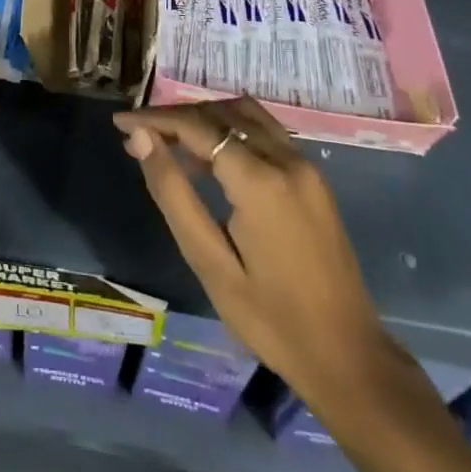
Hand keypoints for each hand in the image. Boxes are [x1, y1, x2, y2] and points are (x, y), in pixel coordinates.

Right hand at [111, 99, 389, 404]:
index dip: (154, 119)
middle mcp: (286, 160)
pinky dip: (231, 129)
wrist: (349, 358)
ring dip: (204, 117)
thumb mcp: (209, 261)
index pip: (196, 127)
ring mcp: (306, 167)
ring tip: (167, 139)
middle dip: (175, 116)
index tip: (120, 122)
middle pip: (220, 113)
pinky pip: (265, 132)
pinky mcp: (314, 179)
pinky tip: (208, 156)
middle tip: (138, 134)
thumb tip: (140, 138)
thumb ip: (173, 192)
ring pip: (245, 115)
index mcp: (260, 181)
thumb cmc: (271, 319)